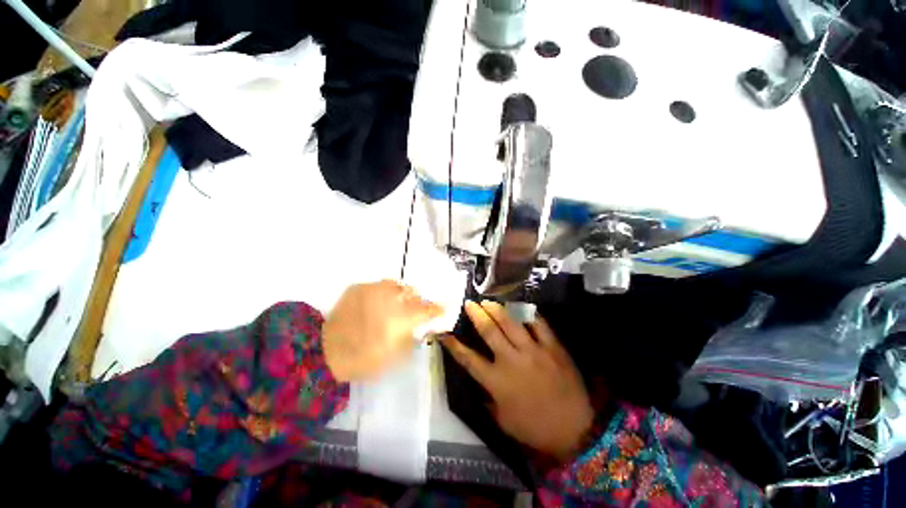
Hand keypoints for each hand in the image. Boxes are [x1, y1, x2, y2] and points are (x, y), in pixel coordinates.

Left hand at [323, 280, 442, 381]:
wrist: (325, 353)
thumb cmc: (364, 360)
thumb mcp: (395, 358)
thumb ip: (412, 340)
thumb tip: (420, 329)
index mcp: (402, 318)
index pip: (427, 309)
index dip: (437, 308)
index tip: (442, 309)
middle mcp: (391, 299)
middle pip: (414, 294)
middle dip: (417, 302)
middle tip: (413, 310)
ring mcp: (373, 290)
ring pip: (397, 285)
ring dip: (400, 294)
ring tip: (394, 303)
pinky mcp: (358, 287)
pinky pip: (377, 285)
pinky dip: (382, 293)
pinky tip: (375, 303)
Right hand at [441, 301, 593, 461]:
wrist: (575, 430)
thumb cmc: (535, 428)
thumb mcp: (503, 420)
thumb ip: (489, 398)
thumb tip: (481, 383)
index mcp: (496, 381)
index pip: (468, 358)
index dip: (453, 344)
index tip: (444, 332)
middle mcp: (511, 361)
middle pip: (489, 331)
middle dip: (476, 314)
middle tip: (469, 303)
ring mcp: (533, 351)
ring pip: (510, 322)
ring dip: (496, 309)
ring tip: (488, 301)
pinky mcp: (552, 347)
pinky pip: (538, 324)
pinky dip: (528, 314)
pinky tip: (521, 308)